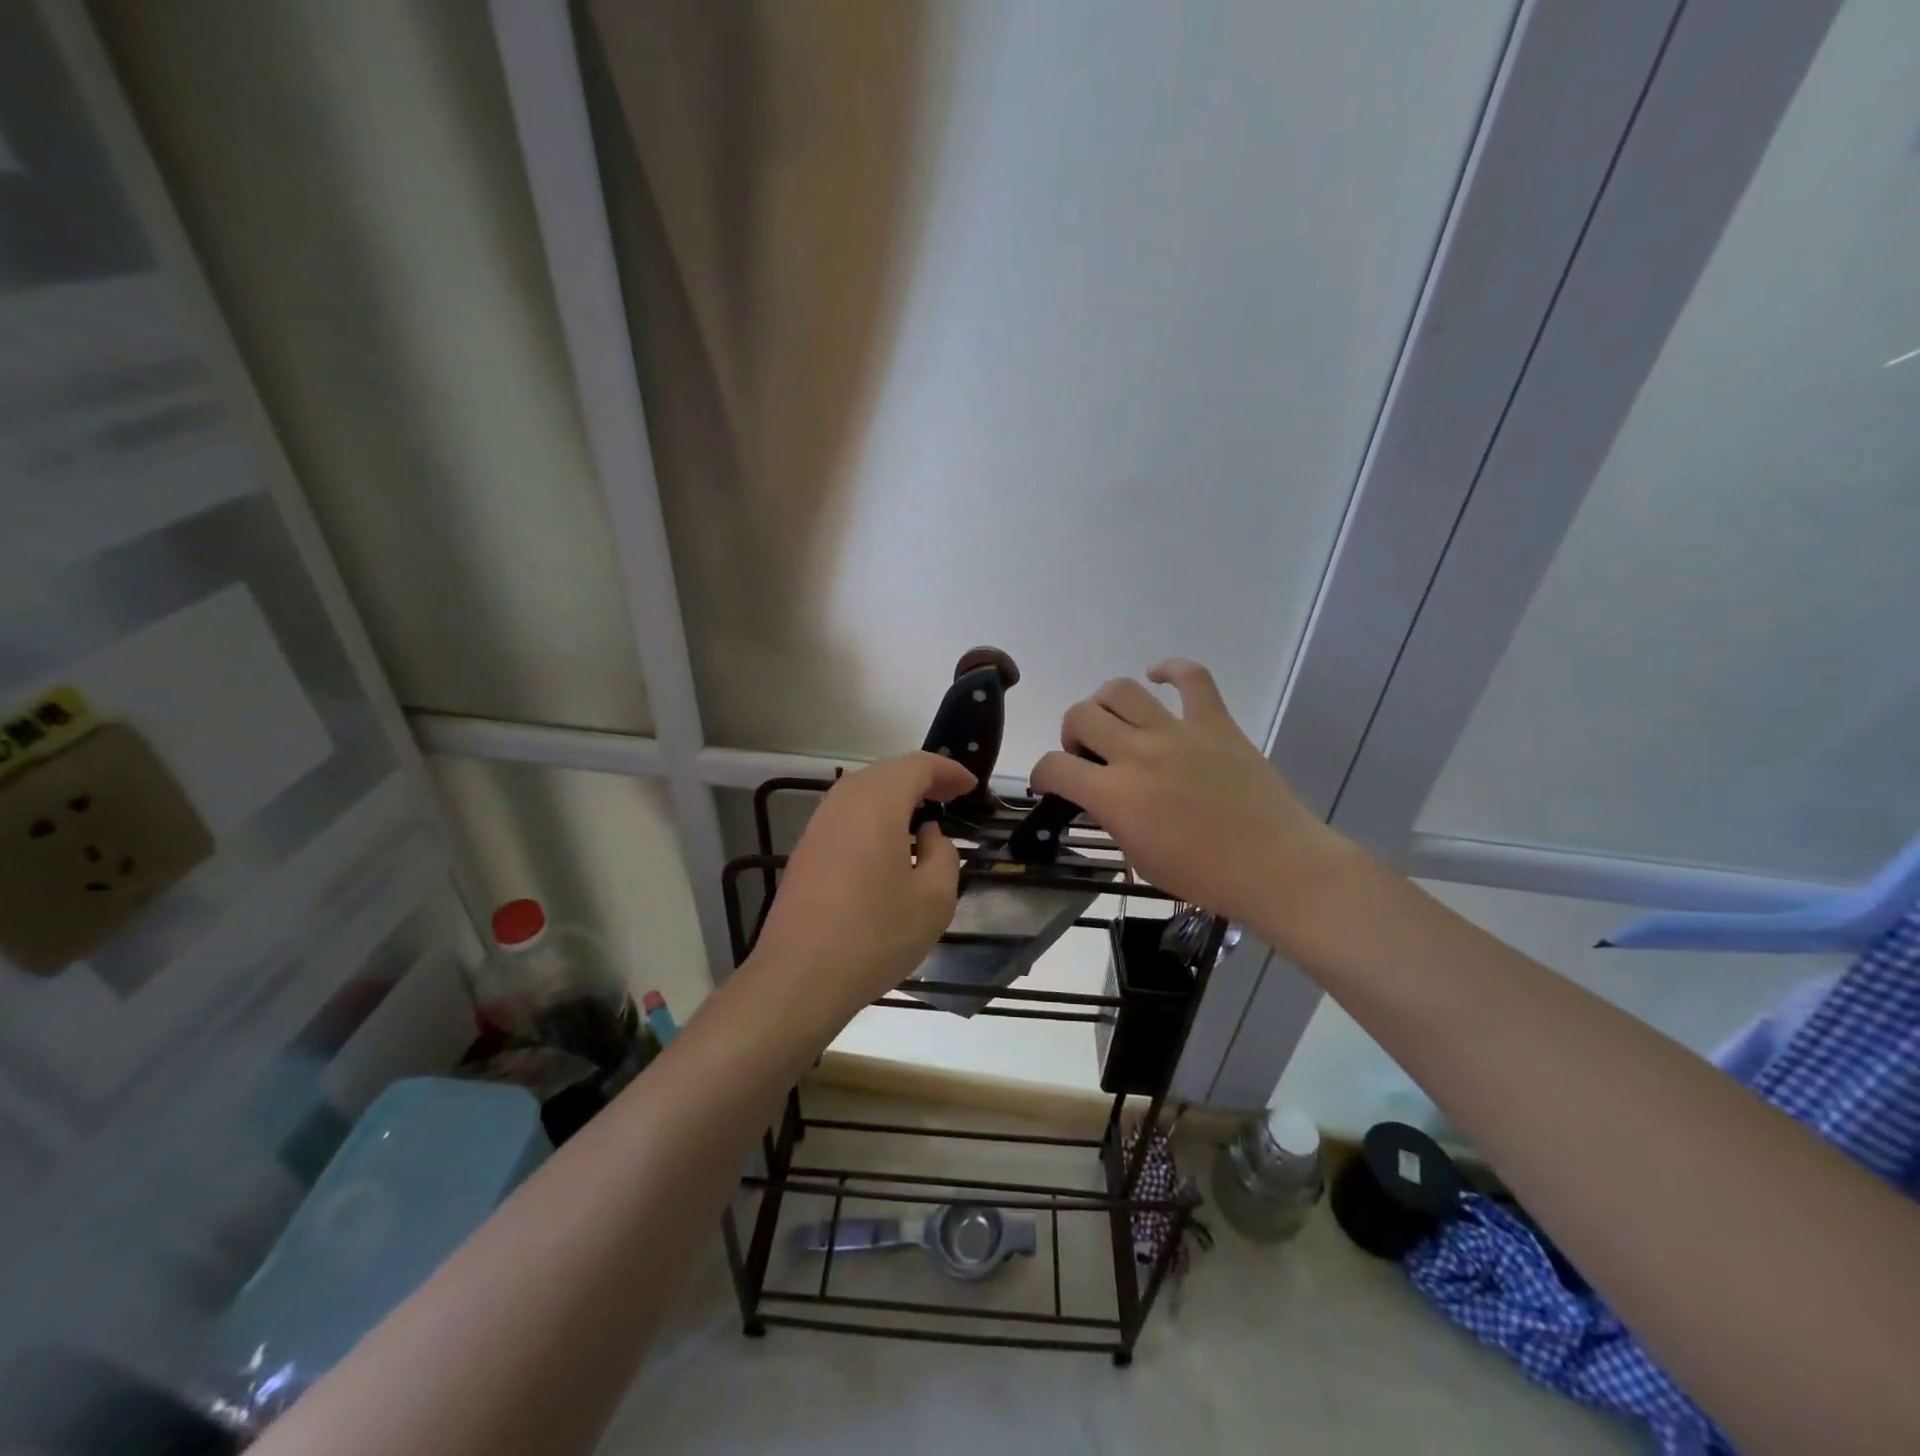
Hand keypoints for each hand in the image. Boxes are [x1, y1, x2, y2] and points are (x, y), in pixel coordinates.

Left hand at [751, 751, 975, 1018]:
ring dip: (896, 796)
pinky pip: (847, 815)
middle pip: (887, 772)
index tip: (971, 786)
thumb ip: (943, 855)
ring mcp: (818, 824)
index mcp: (877, 802)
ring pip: (863, 791)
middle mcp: (843, 801)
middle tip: (952, 797)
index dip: (948, 770)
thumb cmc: (875, 935)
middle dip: (923, 778)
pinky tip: (888, 845)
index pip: (918, 765)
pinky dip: (874, 815)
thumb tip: (927, 835)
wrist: (800, 977)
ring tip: (923, 818)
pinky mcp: (806, 849)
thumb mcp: (934, 899)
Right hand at [1029, 659, 1351, 936]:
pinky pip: (1191, 677)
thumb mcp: (1138, 856)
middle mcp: (1139, 753)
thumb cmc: (1203, 876)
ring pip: (1121, 690)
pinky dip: (1170, 669)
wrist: (1275, 867)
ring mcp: (1178, 732)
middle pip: (1081, 715)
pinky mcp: (1215, 722)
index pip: (1054, 766)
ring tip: (1115, 723)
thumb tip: (1097, 796)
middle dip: (1071, 733)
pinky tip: (1158, 676)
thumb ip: (1110, 818)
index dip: (1042, 773)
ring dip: (1105, 704)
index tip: (1050, 782)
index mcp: (1116, 795)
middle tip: (1088, 754)